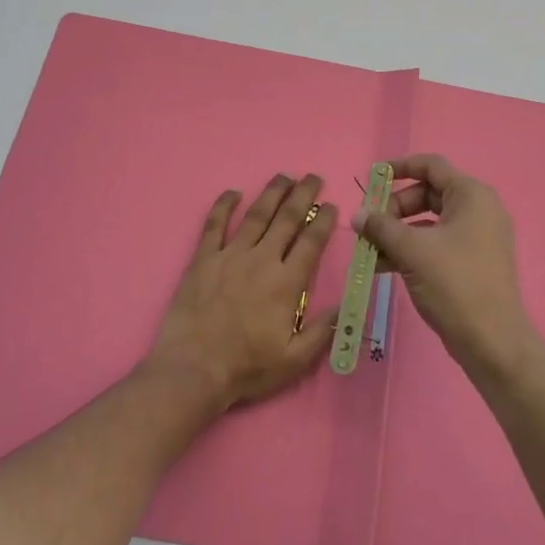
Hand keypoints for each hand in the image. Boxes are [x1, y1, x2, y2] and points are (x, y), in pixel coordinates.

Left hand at [143, 174, 339, 412]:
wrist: (194, 369)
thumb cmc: (247, 367)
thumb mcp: (296, 359)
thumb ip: (324, 330)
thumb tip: (350, 305)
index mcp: (286, 282)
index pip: (311, 241)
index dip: (323, 220)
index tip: (331, 205)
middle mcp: (261, 260)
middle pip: (286, 218)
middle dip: (303, 195)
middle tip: (313, 177)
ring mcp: (229, 255)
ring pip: (255, 215)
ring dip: (272, 192)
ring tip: (284, 176)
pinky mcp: (203, 259)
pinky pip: (214, 224)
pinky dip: (223, 205)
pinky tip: (232, 193)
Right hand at [354, 155, 539, 382]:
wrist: (492, 341)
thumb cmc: (455, 284)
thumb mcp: (412, 251)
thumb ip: (381, 227)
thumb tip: (358, 215)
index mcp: (471, 195)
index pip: (431, 166)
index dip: (399, 167)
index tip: (371, 178)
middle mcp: (477, 210)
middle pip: (426, 194)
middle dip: (393, 208)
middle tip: (368, 226)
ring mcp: (476, 237)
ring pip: (427, 222)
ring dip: (396, 233)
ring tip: (367, 250)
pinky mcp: (470, 262)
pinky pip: (434, 244)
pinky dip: (409, 250)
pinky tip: (381, 266)